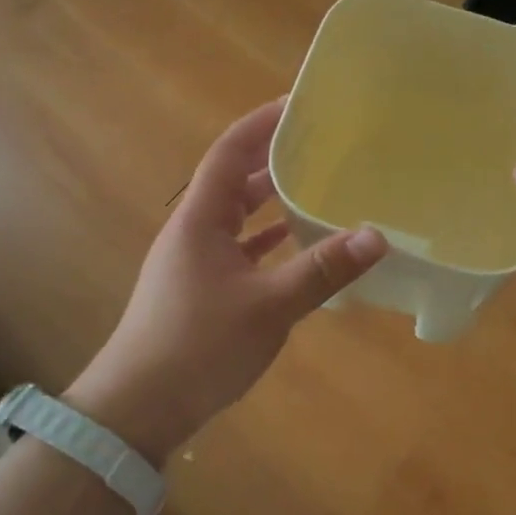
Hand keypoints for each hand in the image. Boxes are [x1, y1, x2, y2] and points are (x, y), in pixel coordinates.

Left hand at [69, 99, 387, 463]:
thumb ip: (322, 270)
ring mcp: (194, 261)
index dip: (260, 124)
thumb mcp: (269, 307)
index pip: (230, 153)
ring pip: (237, 216)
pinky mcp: (199, 289)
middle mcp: (194, 231)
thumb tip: (378, 236)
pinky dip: (266, 240)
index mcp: (200, 220)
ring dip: (270, 201)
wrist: (137, 409)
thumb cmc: (199, 346)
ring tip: (315, 186)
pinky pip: (238, 249)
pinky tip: (296, 245)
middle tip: (320, 145)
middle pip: (234, 180)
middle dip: (273, 159)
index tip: (298, 105)